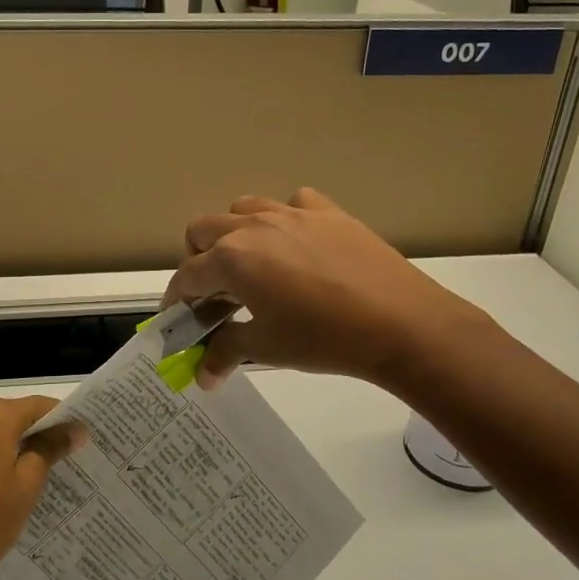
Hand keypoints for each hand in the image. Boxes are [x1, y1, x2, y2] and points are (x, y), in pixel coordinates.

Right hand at [164, 188, 491, 391]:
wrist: (401, 323)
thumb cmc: (323, 338)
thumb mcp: (267, 347)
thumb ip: (226, 353)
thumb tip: (202, 376)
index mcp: (232, 258)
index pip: (187, 276)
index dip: (177, 301)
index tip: (179, 321)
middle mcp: (254, 226)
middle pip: (203, 230)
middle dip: (197, 260)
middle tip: (214, 294)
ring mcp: (292, 212)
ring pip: (243, 208)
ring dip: (234, 234)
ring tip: (252, 266)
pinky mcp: (328, 211)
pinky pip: (293, 203)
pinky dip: (285, 219)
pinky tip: (298, 246)